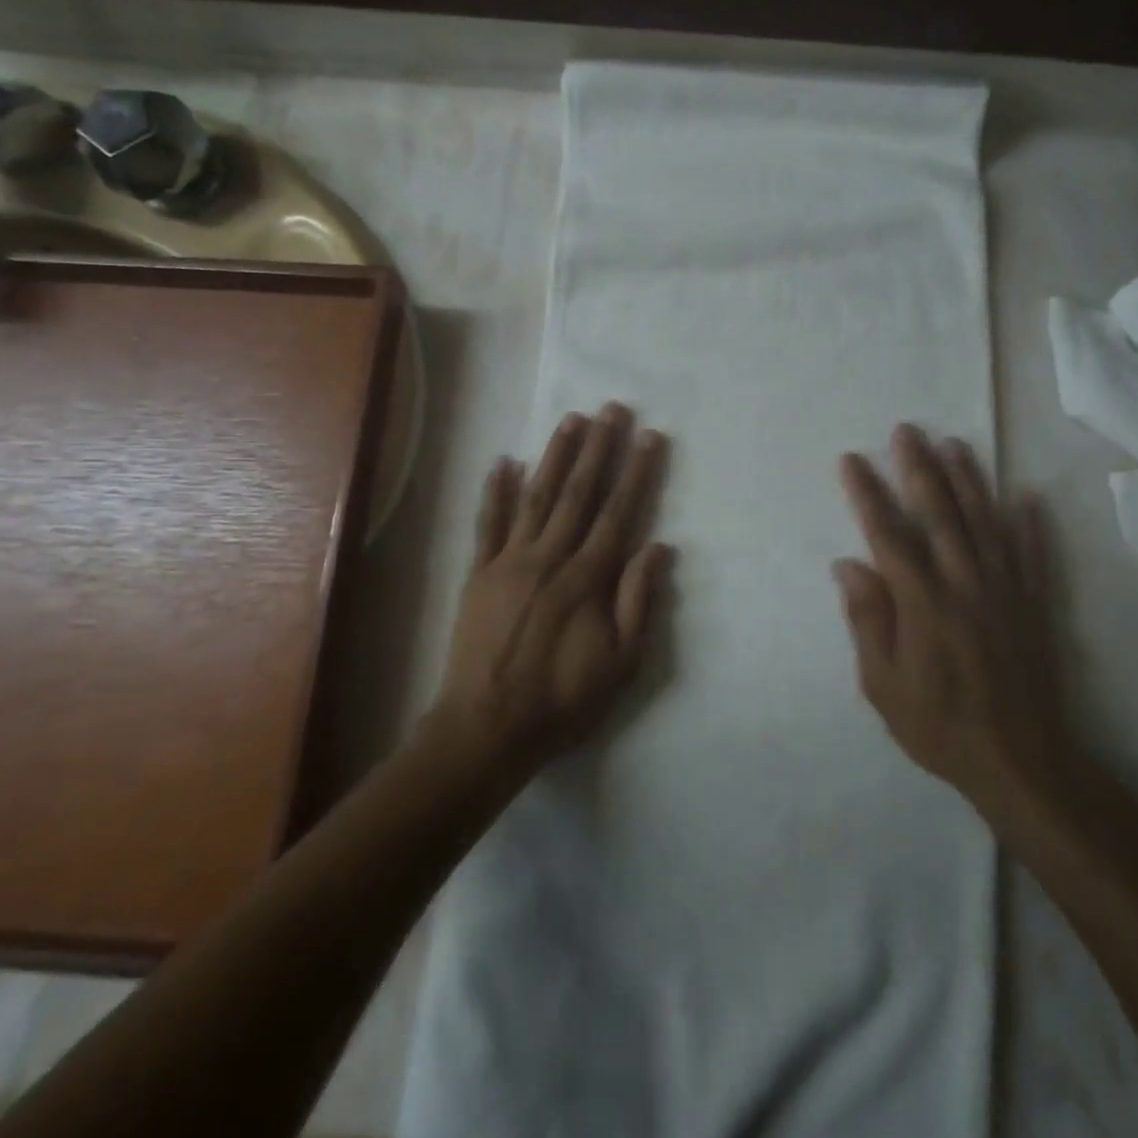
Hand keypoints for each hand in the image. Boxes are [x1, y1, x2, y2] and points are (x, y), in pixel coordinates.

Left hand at [430, 403, 670, 778]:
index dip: (637, 472)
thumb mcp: (621, 664)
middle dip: (599, 448)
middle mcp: (550, 558)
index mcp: (587, 578)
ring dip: (555, 456)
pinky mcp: (479, 574)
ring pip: (537, 497)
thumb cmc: (562, 700)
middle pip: (579, 493)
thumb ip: (639, 602)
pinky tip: (504, 461)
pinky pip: (487, 525)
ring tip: (571, 419)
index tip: (649, 437)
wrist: (487, 729)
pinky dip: (495, 491)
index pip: (619, 513)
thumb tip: (658, 546)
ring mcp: (509, 562)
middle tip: (612, 409)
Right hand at [834, 424, 1083, 844]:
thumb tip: (848, 564)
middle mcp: (964, 583)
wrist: (1022, 761)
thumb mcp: (882, 685)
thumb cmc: (940, 726)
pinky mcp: (1034, 604)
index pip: (889, 534)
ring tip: (954, 444)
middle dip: (919, 468)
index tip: (852, 460)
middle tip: (906, 431)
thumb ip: (867, 620)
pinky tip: (1028, 495)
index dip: (868, 494)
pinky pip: (1033, 553)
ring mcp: (1005, 590)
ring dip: (969, 480)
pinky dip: (1030, 523)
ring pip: (985, 521)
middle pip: (939, 513)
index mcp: (922, 602)